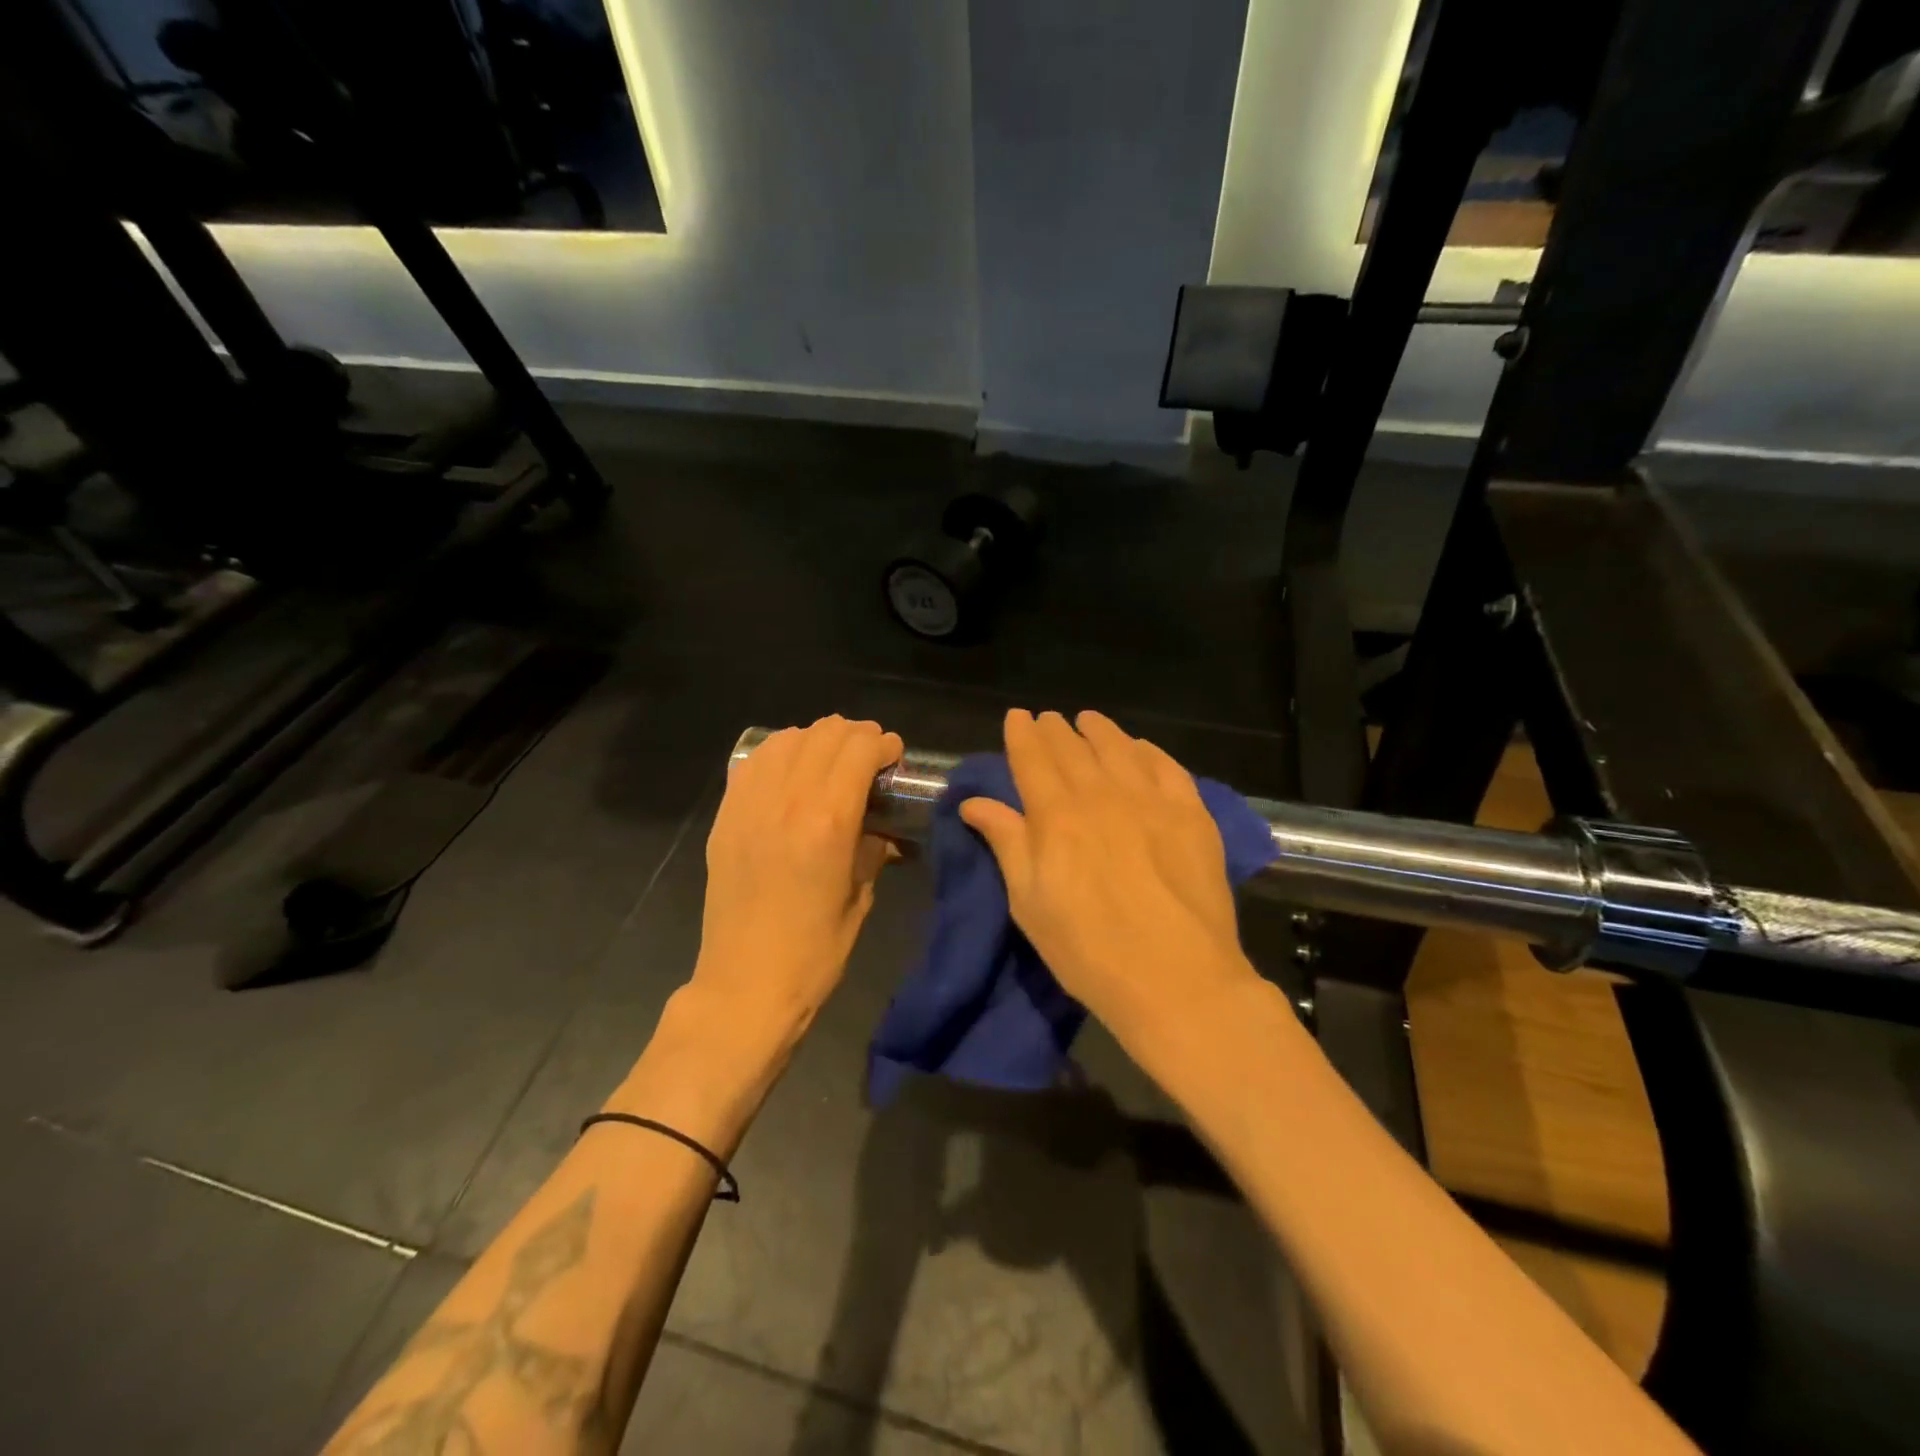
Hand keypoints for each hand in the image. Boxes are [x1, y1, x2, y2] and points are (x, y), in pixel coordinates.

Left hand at [692, 716, 903, 1037]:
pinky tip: (791, 772)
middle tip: (869, 756)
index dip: (884, 744)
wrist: (745, 985)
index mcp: (829, 821)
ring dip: (816, 740)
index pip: (859, 749)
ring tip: (830, 759)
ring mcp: (749, 805)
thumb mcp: (860, 897)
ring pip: (786, 739)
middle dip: (855, 735)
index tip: (894, 756)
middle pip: (824, 734)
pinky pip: (753, 763)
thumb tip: (881, 827)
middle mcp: (787, 800)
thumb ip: (872, 849)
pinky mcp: (725, 817)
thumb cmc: (815, 952)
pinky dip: (779, 754)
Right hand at [960, 709, 1258, 1041]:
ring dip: (1099, 731)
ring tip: (1088, 721)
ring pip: (1119, 748)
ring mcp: (1151, 800)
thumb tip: (974, 802)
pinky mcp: (1192, 815)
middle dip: (1056, 729)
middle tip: (1048, 718)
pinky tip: (1139, 748)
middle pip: (1073, 748)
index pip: (1033, 758)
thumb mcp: (1029, 903)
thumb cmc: (1088, 950)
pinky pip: (1166, 767)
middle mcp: (1102, 794)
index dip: (1022, 734)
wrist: (1177, 979)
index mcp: (1056, 815)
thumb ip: (1006, 842)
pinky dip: (1147, 751)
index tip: (1017, 716)